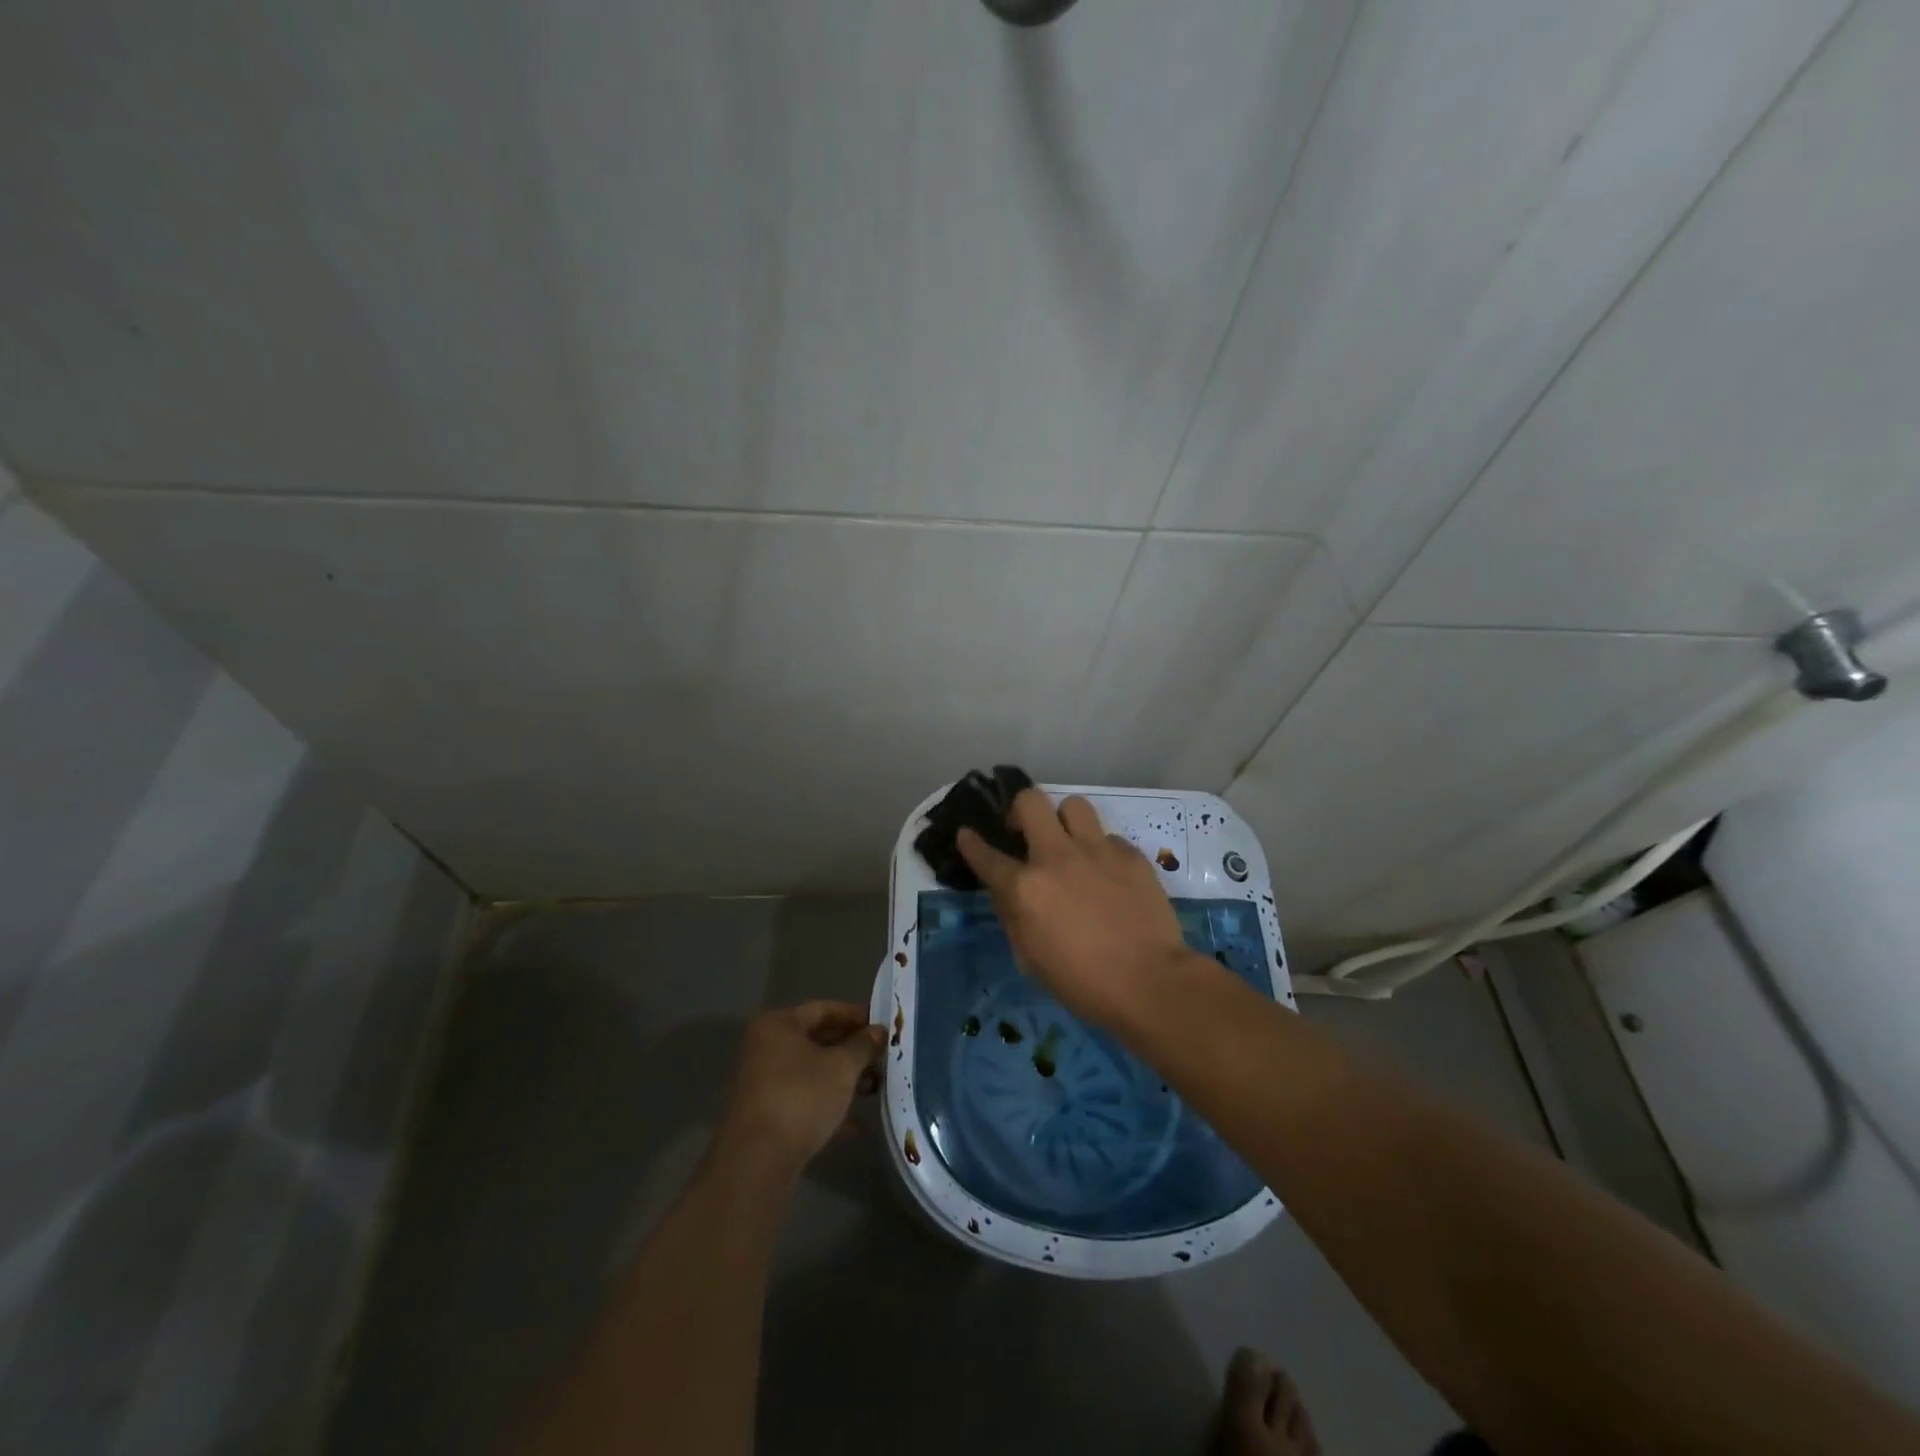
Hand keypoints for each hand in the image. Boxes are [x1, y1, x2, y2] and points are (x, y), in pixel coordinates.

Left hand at [714, 1002, 885, 1181]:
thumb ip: (863, 1045)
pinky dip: (828, 1106)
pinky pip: (804, 1100)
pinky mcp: (767, 1116)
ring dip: (844, 1079)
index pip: (824, 1009)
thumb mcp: (842, 1067)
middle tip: (883, 1058)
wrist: (758, 1161)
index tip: (883, 1026)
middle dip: (852, 1050)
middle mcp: (766, 1048)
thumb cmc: (802, 1097)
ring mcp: (763, 1083)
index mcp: (778, 1025)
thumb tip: (880, 1031)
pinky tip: (856, 1124)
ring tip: (875, 1089)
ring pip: (812, 1072)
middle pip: (817, 1040)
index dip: (856, 1015)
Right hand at [958, 790, 1190, 1026]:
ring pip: (1073, 805)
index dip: (971, 843)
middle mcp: (1056, 857)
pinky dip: (1102, 852)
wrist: (1149, 983)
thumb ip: (1013, 916)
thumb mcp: (1029, 958)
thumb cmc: (1081, 983)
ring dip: (1065, 821)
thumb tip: (1008, 892)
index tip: (968, 835)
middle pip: (1030, 801)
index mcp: (1024, 888)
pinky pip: (1109, 838)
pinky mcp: (1131, 855)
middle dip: (1021, 810)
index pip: (986, 855)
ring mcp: (1097, 851)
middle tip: (1026, 831)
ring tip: (1071, 844)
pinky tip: (1109, 876)